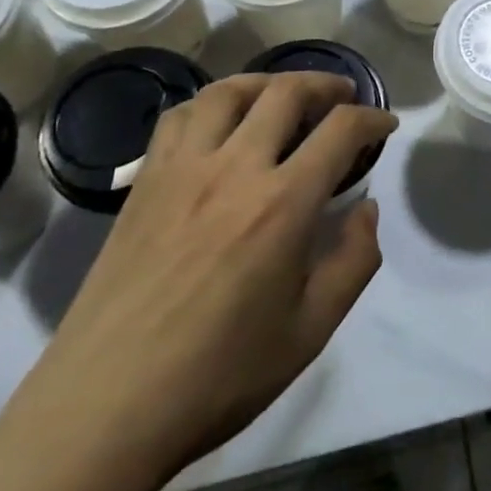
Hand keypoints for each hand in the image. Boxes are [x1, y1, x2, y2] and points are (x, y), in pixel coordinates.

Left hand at [0, 72, 396, 490]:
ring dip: (266, 82)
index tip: (385, 124)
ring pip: (228, 91)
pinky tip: (220, 123)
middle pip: (285, 92)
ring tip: (283, 95)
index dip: (372, 118)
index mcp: (282, 204)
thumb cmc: (219, 376)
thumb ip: (354, 262)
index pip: (340, 130)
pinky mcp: (144, 183)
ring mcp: (181, 170)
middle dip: (324, 85)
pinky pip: (179, 117)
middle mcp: (233, 168)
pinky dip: (211, 103)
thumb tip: (366, 210)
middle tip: (342, 97)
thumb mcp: (311, 330)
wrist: (105, 408)